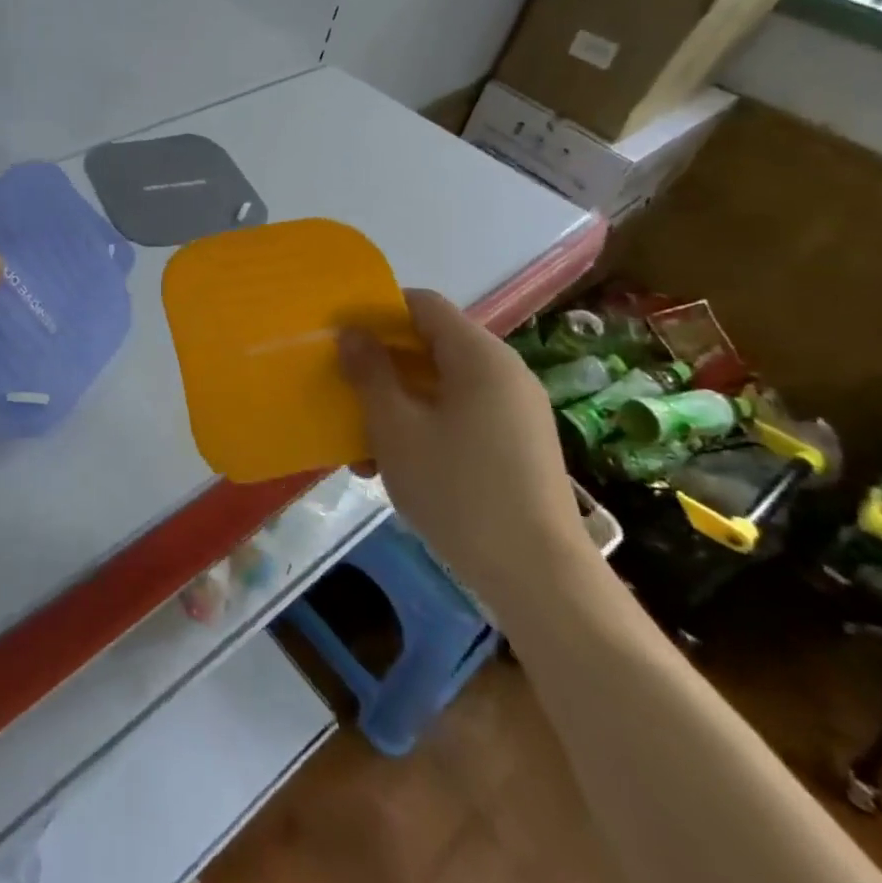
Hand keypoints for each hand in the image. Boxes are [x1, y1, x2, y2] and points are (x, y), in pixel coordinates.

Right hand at [339, 289, 588, 611]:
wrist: (540, 578)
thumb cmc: (458, 490)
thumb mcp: (396, 427)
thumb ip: (369, 372)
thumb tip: (351, 332)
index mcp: (478, 355)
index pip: (422, 304)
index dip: (377, 312)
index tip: (341, 338)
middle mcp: (503, 372)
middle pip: (430, 345)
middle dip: (381, 367)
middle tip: (344, 393)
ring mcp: (515, 410)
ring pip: (441, 387)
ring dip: (397, 404)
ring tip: (361, 446)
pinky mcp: (518, 445)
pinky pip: (460, 416)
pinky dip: (424, 427)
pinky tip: (395, 467)